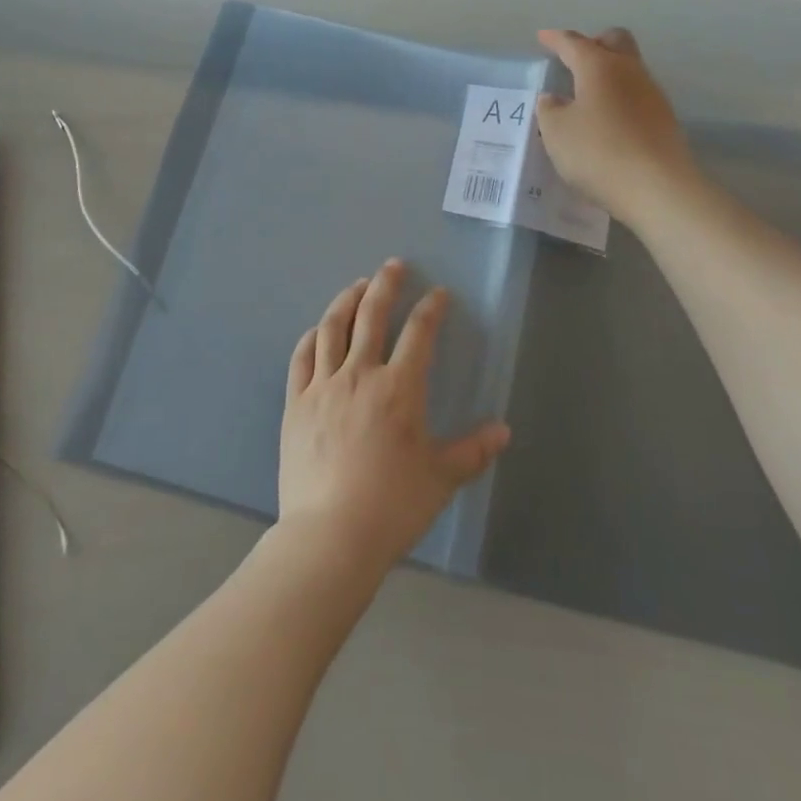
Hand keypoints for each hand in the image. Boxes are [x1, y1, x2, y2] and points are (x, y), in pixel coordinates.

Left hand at [280, 261, 509, 567]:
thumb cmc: (392, 505)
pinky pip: (302, 357)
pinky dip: (312, 337)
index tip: (438, 293)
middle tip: (394, 266)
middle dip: (385, 285)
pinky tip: (317, 330)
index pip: (419, 333)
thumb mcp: (441, 479)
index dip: (431, 308)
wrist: (330, 534)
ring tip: (357, 285)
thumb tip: (504, 431)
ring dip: (347, 300)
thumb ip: (473, 451)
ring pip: (333, 328)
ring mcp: (323, 386)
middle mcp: (360, 374)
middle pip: (372, 316)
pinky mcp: (296, 403)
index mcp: (399, 388)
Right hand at [535, 27, 698, 225]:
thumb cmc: (599, 152)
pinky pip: (637, 96)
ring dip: (608, 73)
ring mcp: (652, 95)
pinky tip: (607, 120)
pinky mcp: (664, 120)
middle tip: (574, 59)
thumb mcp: (557, 132)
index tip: (542, 37)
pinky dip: (619, 98)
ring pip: (629, 68)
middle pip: (615, 42)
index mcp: (599, 66)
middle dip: (594, 44)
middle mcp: (630, 71)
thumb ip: (550, 110)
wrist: (659, 189)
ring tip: (586, 95)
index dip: (556, 39)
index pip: (574, 43)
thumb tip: (554, 98)